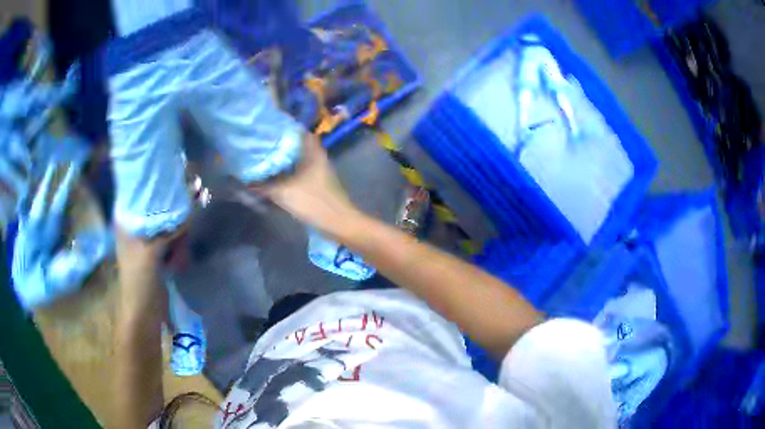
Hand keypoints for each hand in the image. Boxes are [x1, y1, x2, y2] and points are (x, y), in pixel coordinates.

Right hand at [256, 133, 359, 234]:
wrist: (338, 223)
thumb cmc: (313, 202)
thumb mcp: (284, 193)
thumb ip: (264, 187)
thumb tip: (247, 182)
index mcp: (313, 152)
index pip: (298, 131)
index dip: (283, 128)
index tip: (266, 129)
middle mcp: (317, 157)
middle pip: (296, 145)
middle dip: (279, 145)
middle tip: (260, 145)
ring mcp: (318, 171)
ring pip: (297, 159)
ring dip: (283, 160)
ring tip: (263, 159)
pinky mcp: (317, 183)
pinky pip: (299, 172)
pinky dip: (288, 172)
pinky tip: (274, 177)